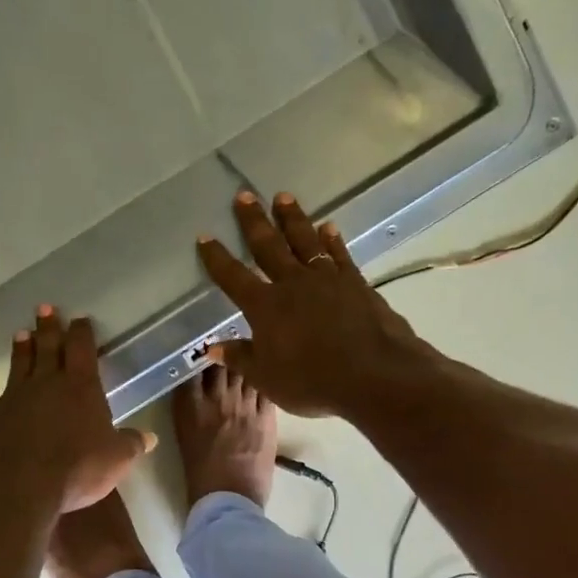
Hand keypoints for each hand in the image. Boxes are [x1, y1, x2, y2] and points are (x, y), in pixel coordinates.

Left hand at [0, 307, 155, 513]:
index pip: (82, 349)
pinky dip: (8, 386)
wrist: (16, 486)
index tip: (81, 319)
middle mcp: (46, 384)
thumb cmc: (76, 468)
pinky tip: (6, 391)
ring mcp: (14, 398)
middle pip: (48, 347)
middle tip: (45, 308)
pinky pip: (3, 394)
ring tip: (22, 333)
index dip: (82, 332)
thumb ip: (131, 445)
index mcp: (80, 387)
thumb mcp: (115, 459)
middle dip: (49, 327)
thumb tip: (150, 437)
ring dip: (23, 348)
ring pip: (21, 365)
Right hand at [198, 192, 431, 417]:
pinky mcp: (355, 282)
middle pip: (268, 246)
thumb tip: (212, 348)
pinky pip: (339, 254)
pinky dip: (332, 240)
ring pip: (304, 241)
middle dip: (254, 222)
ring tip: (283, 197)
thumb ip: (240, 358)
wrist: (373, 374)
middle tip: (244, 196)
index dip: (216, 258)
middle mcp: (292, 284)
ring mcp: (326, 279)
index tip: (204, 236)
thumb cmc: (312, 381)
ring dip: (292, 218)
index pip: (233, 277)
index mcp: (265, 307)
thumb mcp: (267, 378)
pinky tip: (328, 227)